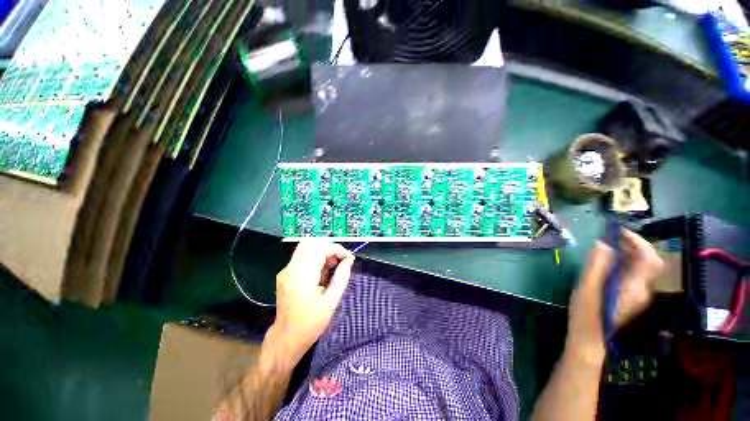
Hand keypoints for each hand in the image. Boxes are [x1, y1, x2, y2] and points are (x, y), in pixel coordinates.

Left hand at [264, 241, 354, 367]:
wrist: (286, 338)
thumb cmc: (311, 324)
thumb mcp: (331, 301)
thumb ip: (342, 276)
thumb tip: (350, 259)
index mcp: (302, 275)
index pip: (320, 248)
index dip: (337, 249)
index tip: (348, 258)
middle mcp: (291, 268)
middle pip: (312, 242)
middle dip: (330, 248)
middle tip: (339, 261)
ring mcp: (286, 269)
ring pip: (307, 246)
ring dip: (323, 252)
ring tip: (332, 268)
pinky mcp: (286, 273)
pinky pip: (304, 256)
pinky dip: (316, 258)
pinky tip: (322, 273)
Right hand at [565, 230, 662, 363]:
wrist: (590, 339)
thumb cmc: (586, 313)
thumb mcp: (586, 287)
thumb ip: (596, 264)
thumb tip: (602, 244)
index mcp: (633, 287)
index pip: (649, 259)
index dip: (638, 242)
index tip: (620, 231)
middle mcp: (642, 290)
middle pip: (649, 262)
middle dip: (635, 245)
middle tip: (614, 236)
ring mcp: (638, 295)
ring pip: (643, 268)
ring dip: (630, 253)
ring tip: (610, 245)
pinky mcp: (632, 298)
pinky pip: (635, 275)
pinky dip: (626, 263)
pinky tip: (610, 262)